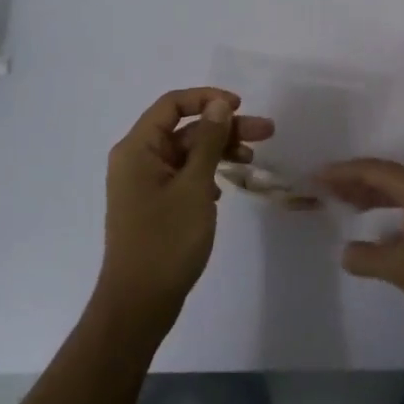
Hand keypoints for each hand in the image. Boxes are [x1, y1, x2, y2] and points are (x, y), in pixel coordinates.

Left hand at [95, 88, 274, 337]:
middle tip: (267, 131)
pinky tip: (226, 189)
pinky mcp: (154, 205)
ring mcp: (144, 184)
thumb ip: (209, 141)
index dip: (207, 98)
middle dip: (224, 128)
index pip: (172, 104)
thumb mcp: (194, 186)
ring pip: (187, 153)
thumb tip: (219, 105)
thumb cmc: (166, 240)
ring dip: (219, 151)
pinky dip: (206, 175)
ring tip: (253, 160)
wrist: (138, 305)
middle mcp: (137, 159)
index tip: (240, 106)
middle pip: (185, 129)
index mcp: (138, 148)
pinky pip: (183, 176)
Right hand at [318, 158, 403, 334]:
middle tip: (323, 190)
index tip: (315, 177)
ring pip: (398, 190)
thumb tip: (345, 252)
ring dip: (371, 195)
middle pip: (384, 175)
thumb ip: (369, 258)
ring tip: (343, 204)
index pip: (372, 169)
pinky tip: (378, 226)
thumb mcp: (403, 268)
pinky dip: (388, 209)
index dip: (341, 172)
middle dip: (353, 181)